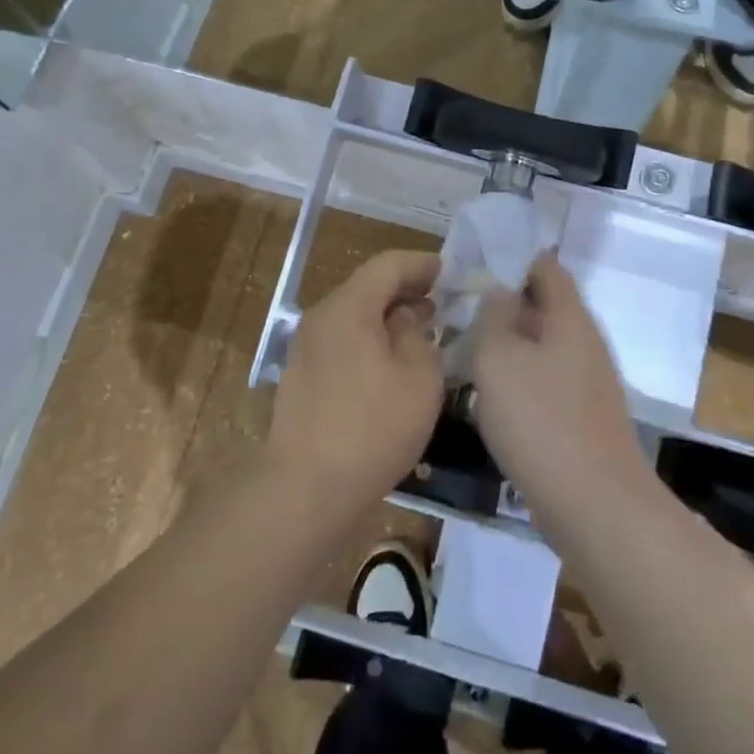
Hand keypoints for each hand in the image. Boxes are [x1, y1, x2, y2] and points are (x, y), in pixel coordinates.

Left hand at [267, 250, 443, 518]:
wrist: (306, 489)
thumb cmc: (372, 428)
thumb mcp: (418, 378)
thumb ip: (418, 335)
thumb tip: (407, 317)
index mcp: (349, 306)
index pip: (388, 265)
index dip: (421, 264)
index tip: (450, 273)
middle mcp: (322, 316)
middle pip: (368, 287)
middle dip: (406, 290)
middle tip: (441, 304)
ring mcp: (307, 346)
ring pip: (355, 315)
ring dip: (388, 317)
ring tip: (421, 334)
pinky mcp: (303, 375)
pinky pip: (343, 340)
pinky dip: (370, 339)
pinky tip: (391, 364)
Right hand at [468, 255, 645, 532]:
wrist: (595, 507)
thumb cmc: (540, 420)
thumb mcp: (499, 358)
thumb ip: (495, 316)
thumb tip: (500, 291)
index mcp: (569, 317)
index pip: (546, 267)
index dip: (513, 259)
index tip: (474, 266)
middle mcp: (585, 342)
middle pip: (544, 307)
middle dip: (505, 306)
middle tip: (461, 311)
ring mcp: (588, 382)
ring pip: (543, 347)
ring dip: (509, 345)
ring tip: (467, 351)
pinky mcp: (583, 418)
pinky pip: (546, 381)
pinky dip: (520, 379)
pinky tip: (491, 397)